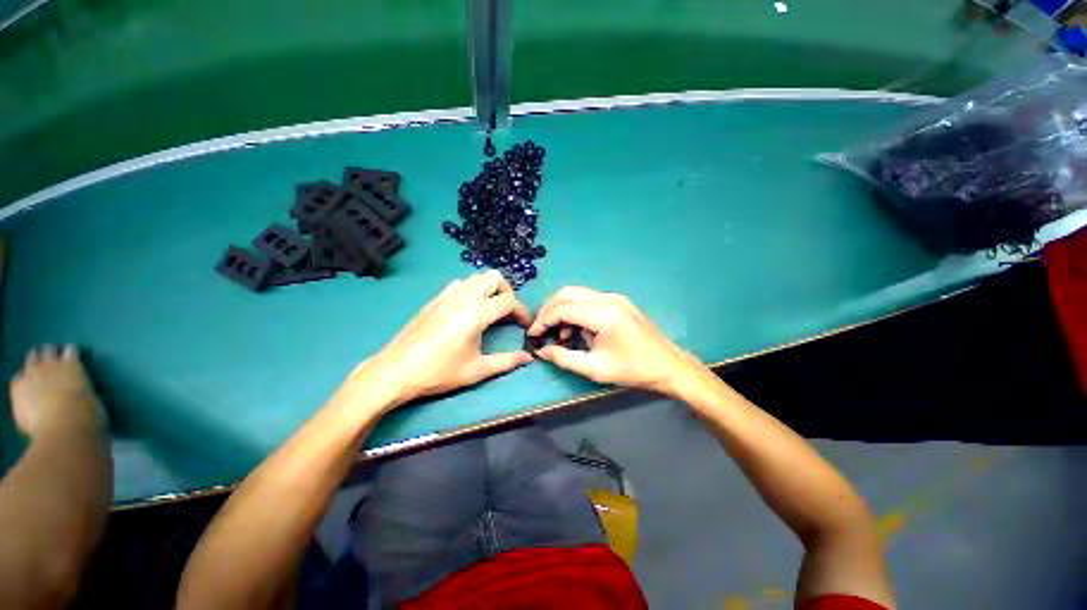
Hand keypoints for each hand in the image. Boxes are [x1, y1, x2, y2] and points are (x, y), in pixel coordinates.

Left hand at [356, 271, 532, 403]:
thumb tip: (529, 358)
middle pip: (494, 277)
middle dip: (507, 291)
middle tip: (507, 312)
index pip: (508, 301)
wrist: (394, 372)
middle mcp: (462, 298)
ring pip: (476, 277)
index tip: (524, 325)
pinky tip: (467, 310)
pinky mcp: (434, 300)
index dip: (521, 311)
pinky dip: (471, 290)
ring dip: (489, 289)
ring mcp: (446, 296)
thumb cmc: (438, 373)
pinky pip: (459, 284)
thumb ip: (506, 361)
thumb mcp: (476, 370)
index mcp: (475, 315)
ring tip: (490, 310)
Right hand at [527, 287, 694, 394]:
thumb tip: (541, 351)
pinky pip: (589, 300)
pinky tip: (579, 331)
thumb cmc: (634, 370)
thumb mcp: (596, 369)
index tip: (532, 334)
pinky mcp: (619, 302)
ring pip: (577, 294)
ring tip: (561, 335)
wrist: (669, 366)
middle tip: (541, 329)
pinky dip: (577, 311)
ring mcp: (615, 298)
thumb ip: (565, 358)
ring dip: (563, 310)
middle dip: (550, 309)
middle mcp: (608, 299)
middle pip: (567, 293)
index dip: (543, 320)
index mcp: (603, 314)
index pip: (563, 308)